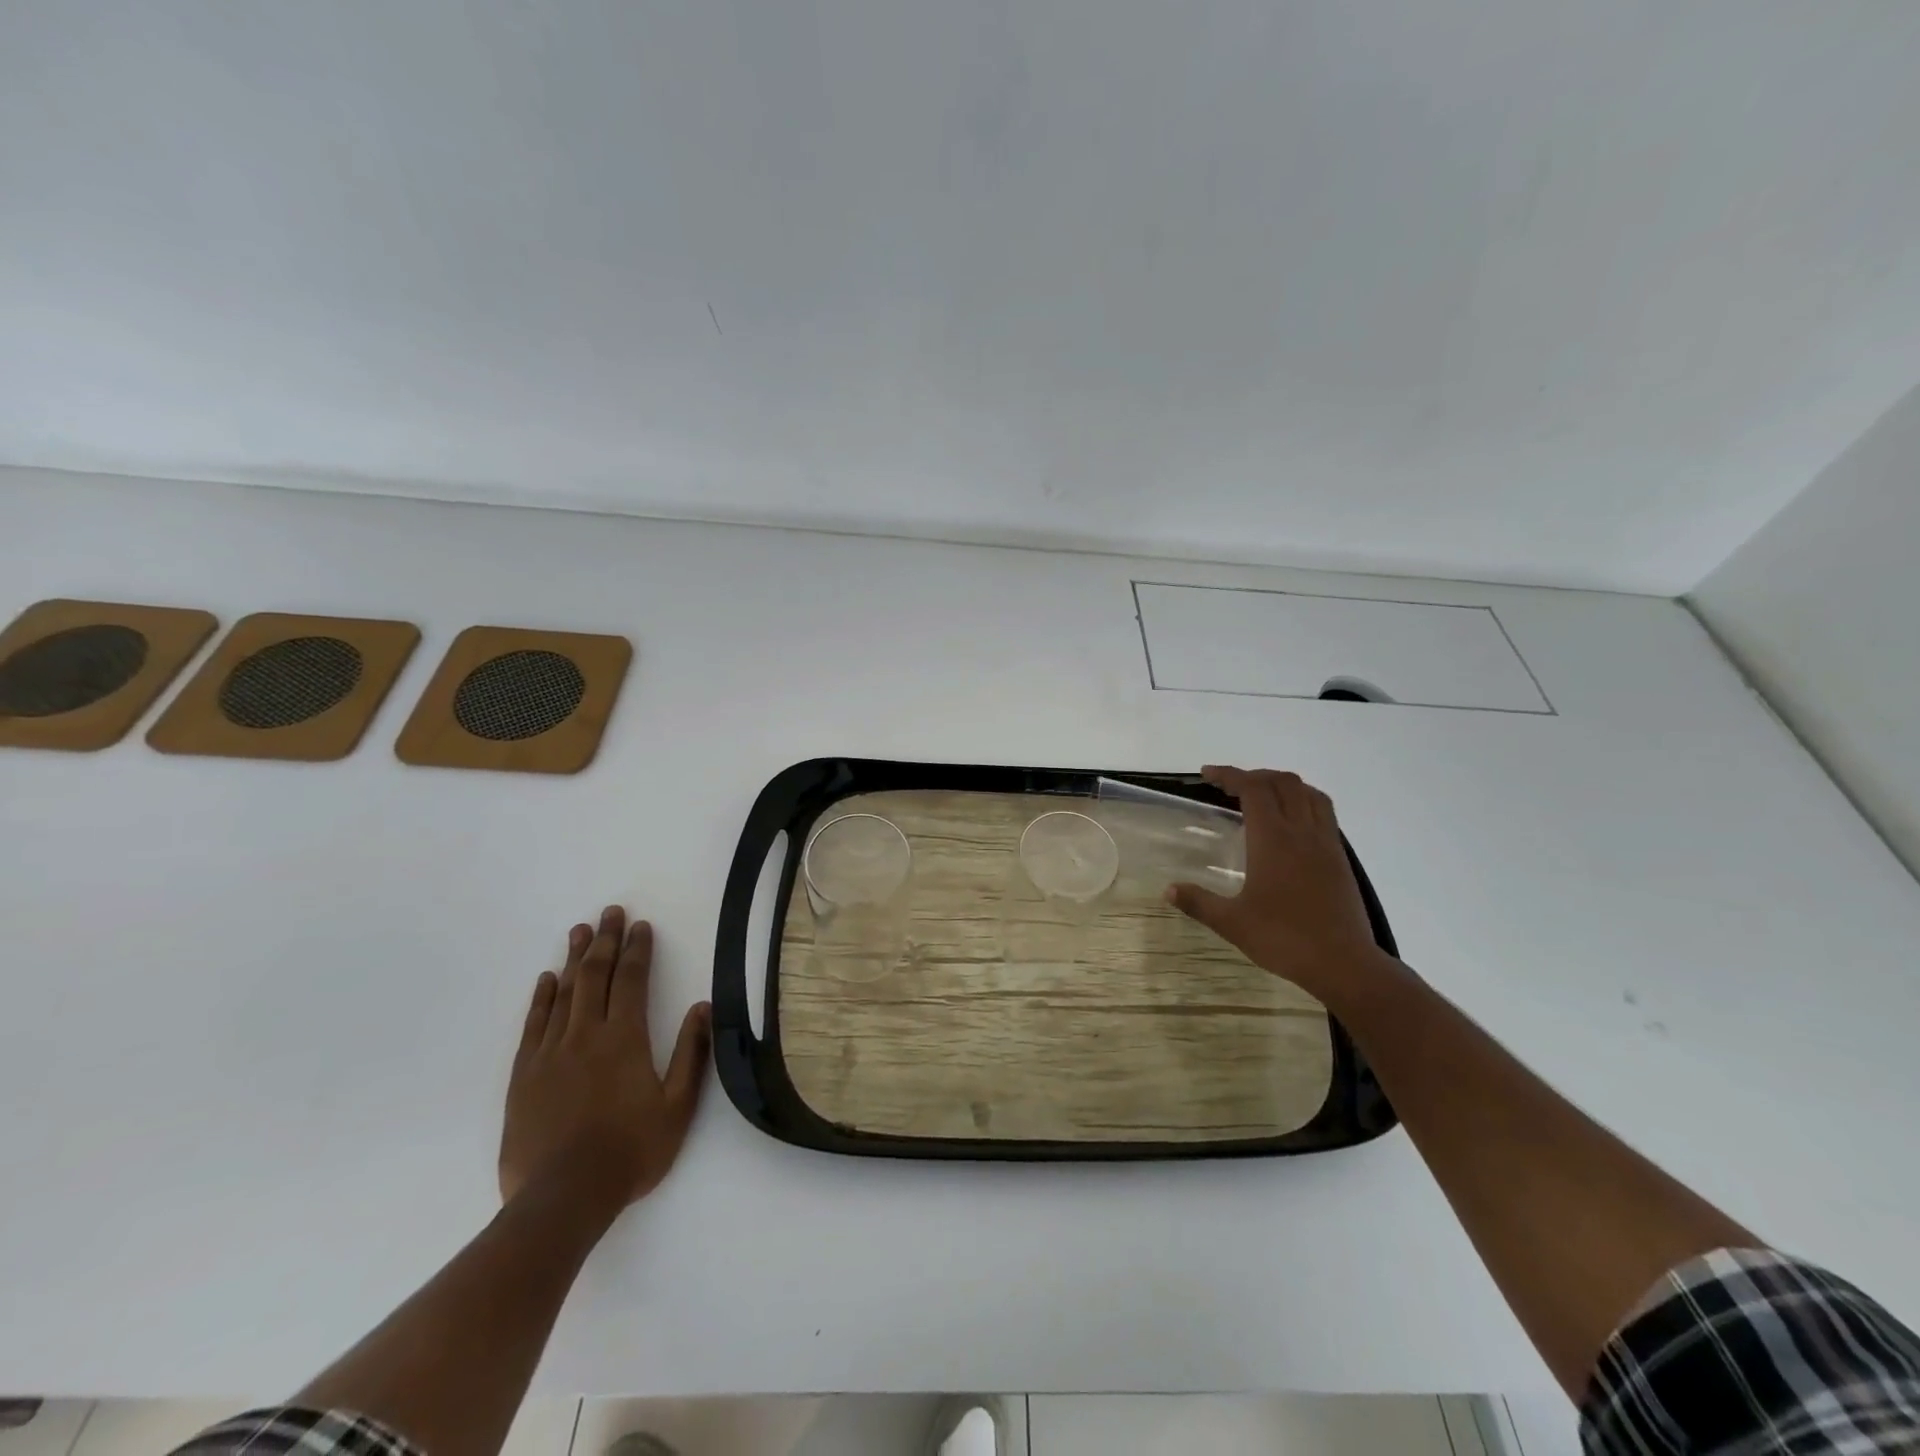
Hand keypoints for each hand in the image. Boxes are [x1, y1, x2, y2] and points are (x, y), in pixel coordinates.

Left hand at [499, 906, 711, 1213]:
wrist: (562, 1198)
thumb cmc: (630, 1151)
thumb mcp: (677, 1106)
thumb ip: (691, 1053)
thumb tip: (702, 1007)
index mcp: (624, 1038)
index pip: (631, 980)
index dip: (638, 950)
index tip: (641, 926)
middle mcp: (586, 1034)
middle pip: (595, 976)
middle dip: (606, 941)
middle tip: (610, 912)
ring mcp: (550, 1053)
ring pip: (564, 993)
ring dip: (574, 959)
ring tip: (580, 931)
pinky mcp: (524, 1075)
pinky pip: (534, 1025)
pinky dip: (541, 998)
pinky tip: (546, 980)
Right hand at [1167, 767, 1390, 1001]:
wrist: (1344, 963)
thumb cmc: (1284, 939)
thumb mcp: (1233, 923)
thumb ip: (1199, 903)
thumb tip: (1169, 890)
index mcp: (1272, 839)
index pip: (1252, 788)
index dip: (1229, 775)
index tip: (1207, 775)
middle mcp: (1301, 832)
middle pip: (1282, 782)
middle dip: (1254, 775)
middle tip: (1230, 788)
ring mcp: (1326, 843)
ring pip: (1309, 793)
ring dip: (1283, 785)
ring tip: (1263, 797)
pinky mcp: (1340, 859)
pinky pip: (1324, 813)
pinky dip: (1304, 802)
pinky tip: (1292, 824)